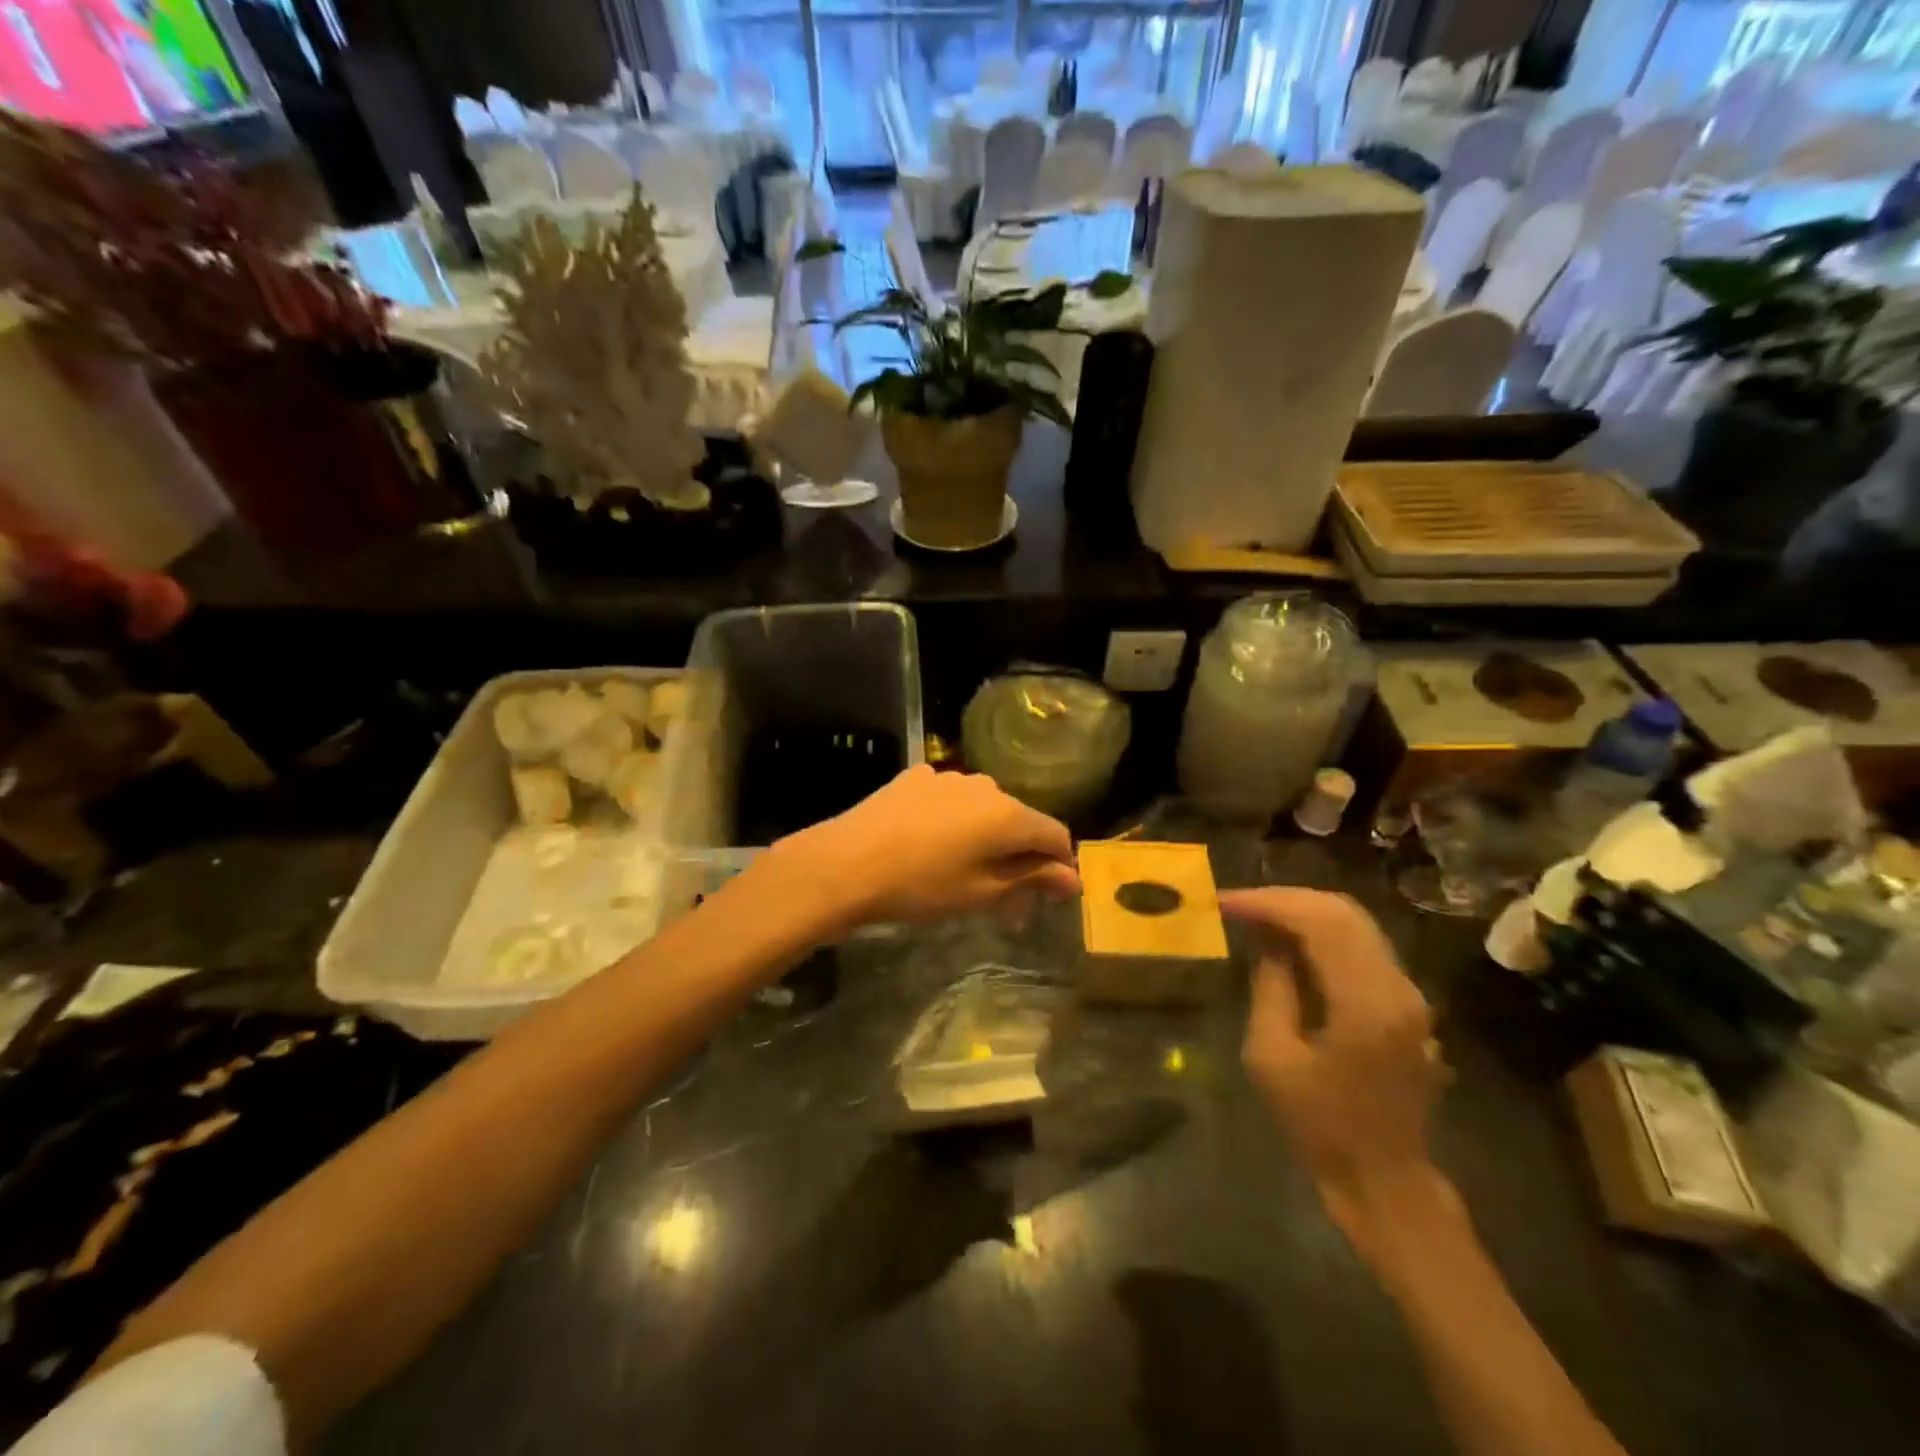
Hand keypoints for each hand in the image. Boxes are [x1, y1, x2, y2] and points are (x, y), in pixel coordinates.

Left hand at [778, 766, 1080, 928]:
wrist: (845, 864)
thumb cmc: (921, 886)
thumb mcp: (982, 892)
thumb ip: (1031, 878)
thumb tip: (1072, 877)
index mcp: (1008, 814)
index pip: (1054, 835)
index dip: (1059, 866)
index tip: (1051, 896)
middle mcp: (985, 786)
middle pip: (1017, 820)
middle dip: (1019, 856)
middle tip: (1003, 899)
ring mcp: (946, 777)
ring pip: (981, 808)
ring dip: (984, 837)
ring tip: (962, 871)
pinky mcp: (914, 778)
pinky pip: (947, 799)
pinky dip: (951, 820)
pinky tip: (928, 843)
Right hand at [1221, 888, 1447, 1250]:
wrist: (1383, 1179)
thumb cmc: (1319, 1126)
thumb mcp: (1272, 1057)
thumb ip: (1271, 988)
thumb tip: (1267, 942)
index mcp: (1365, 1003)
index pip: (1318, 923)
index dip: (1267, 904)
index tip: (1224, 903)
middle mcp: (1397, 987)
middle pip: (1342, 912)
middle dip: (1285, 900)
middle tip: (1238, 905)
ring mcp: (1408, 994)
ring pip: (1354, 924)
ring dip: (1303, 913)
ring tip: (1257, 918)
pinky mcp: (1405, 1003)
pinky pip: (1361, 946)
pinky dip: (1321, 933)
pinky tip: (1288, 942)